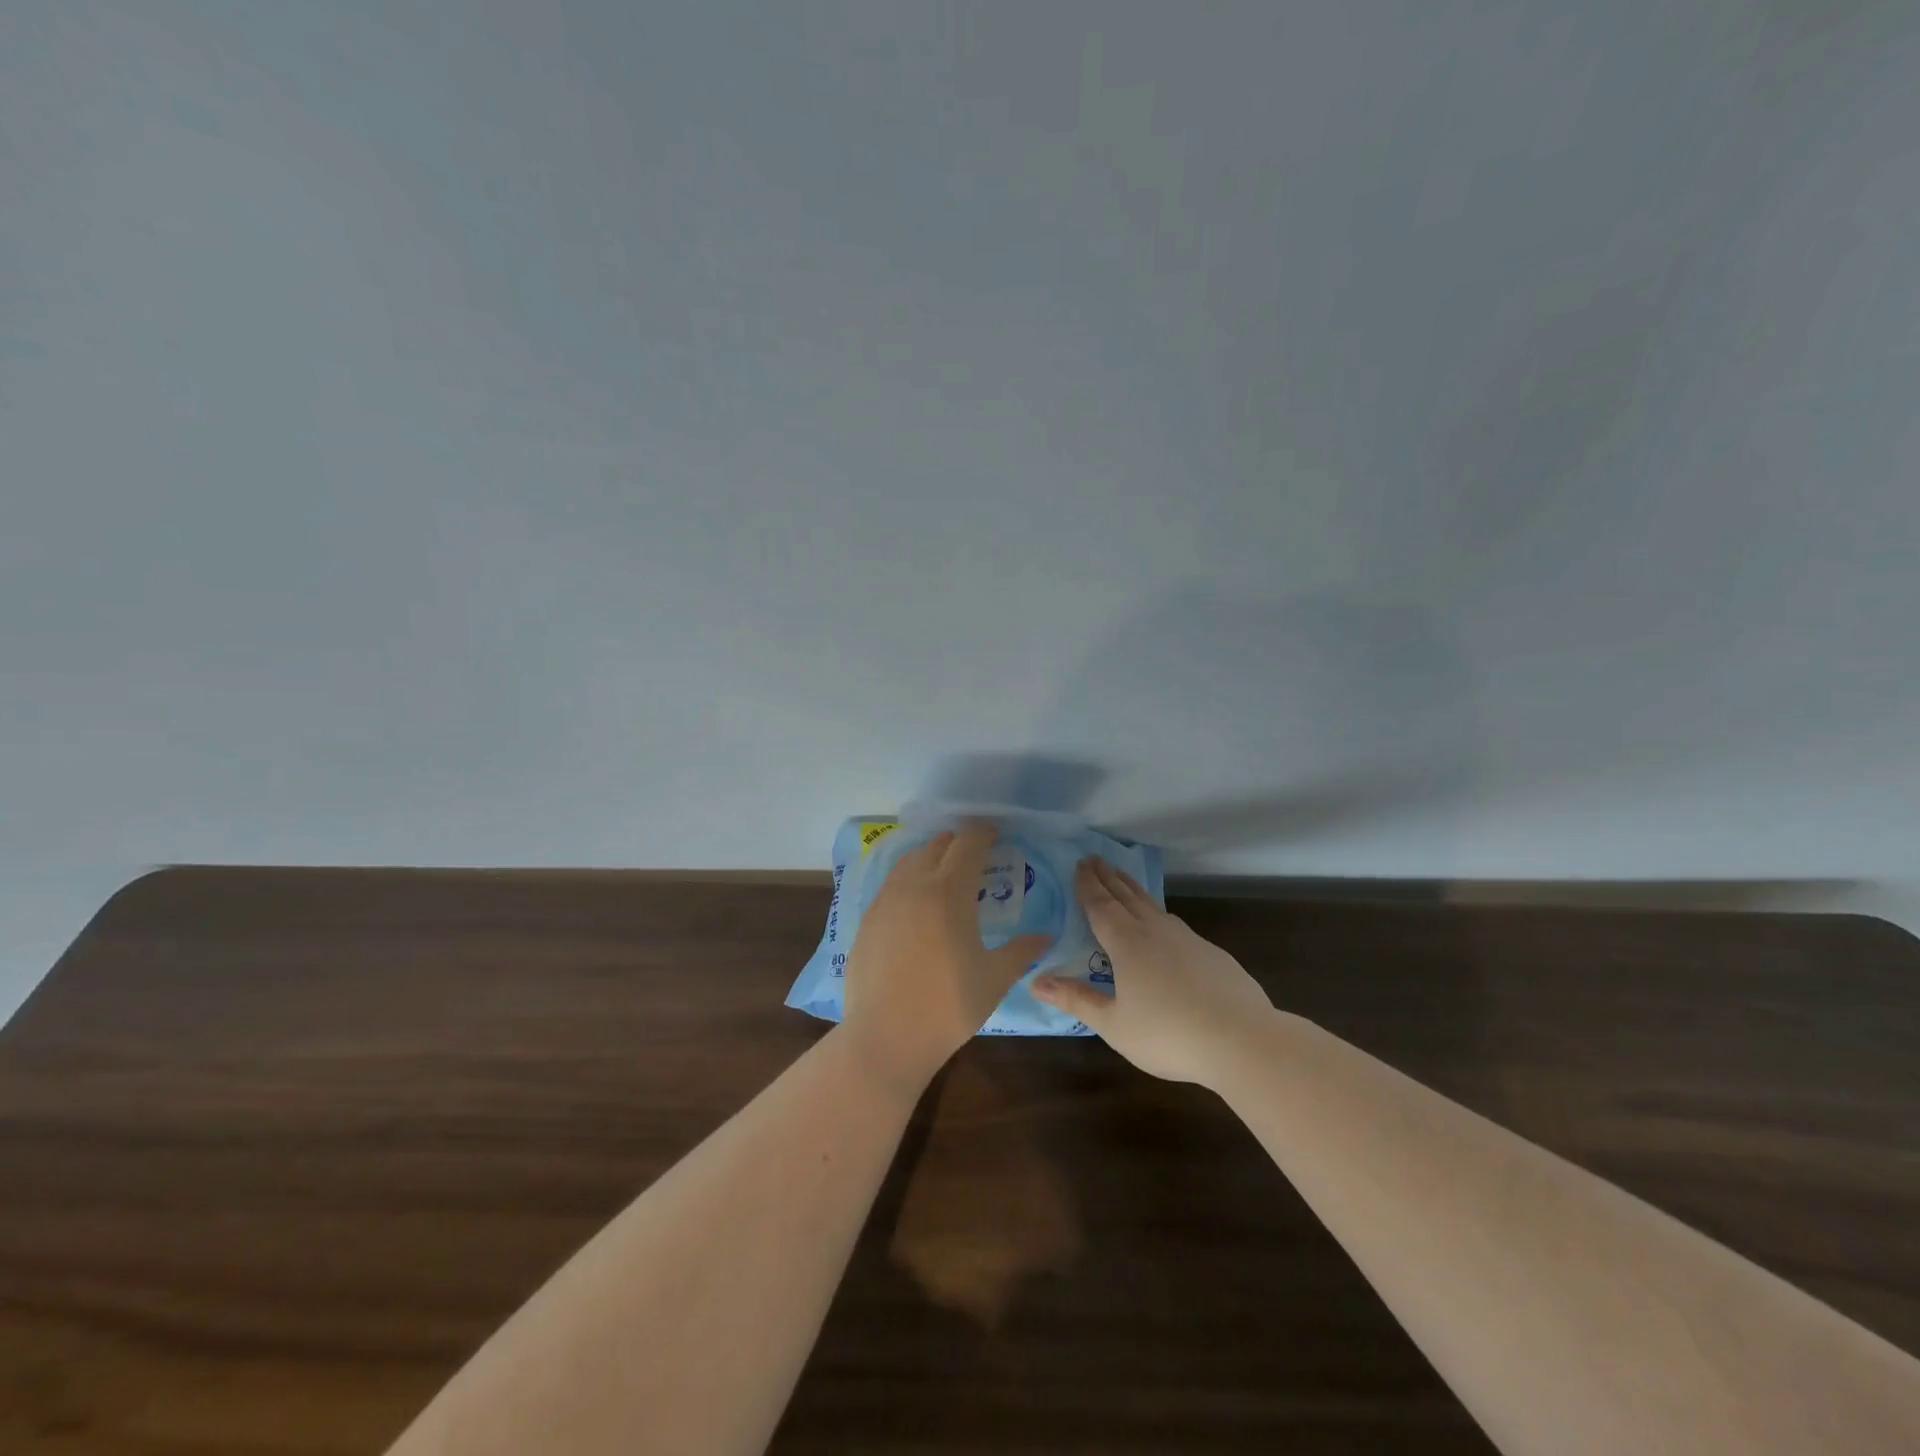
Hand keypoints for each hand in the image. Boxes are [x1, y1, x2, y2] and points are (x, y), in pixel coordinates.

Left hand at [840, 823, 1050, 1091]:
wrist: (885, 1037)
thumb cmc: (948, 1007)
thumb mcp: (994, 979)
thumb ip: (1021, 952)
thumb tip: (1045, 937)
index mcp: (949, 892)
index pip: (967, 844)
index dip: (983, 834)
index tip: (996, 835)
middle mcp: (914, 886)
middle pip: (936, 846)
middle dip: (957, 844)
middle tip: (975, 856)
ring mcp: (885, 901)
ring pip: (909, 861)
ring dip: (930, 857)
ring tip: (945, 873)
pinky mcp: (867, 920)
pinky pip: (891, 884)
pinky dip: (909, 879)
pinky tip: (917, 903)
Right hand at [1031, 858, 1273, 1084]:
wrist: (1242, 1040)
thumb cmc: (1169, 1034)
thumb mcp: (1114, 1024)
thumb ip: (1076, 1000)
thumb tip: (1036, 981)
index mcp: (1127, 943)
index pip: (1101, 905)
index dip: (1088, 885)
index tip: (1079, 864)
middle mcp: (1154, 931)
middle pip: (1126, 896)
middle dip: (1107, 877)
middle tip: (1094, 858)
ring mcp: (1187, 939)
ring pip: (1152, 905)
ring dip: (1132, 888)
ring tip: (1122, 879)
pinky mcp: (1210, 953)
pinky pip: (1174, 923)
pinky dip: (1157, 912)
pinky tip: (1162, 923)